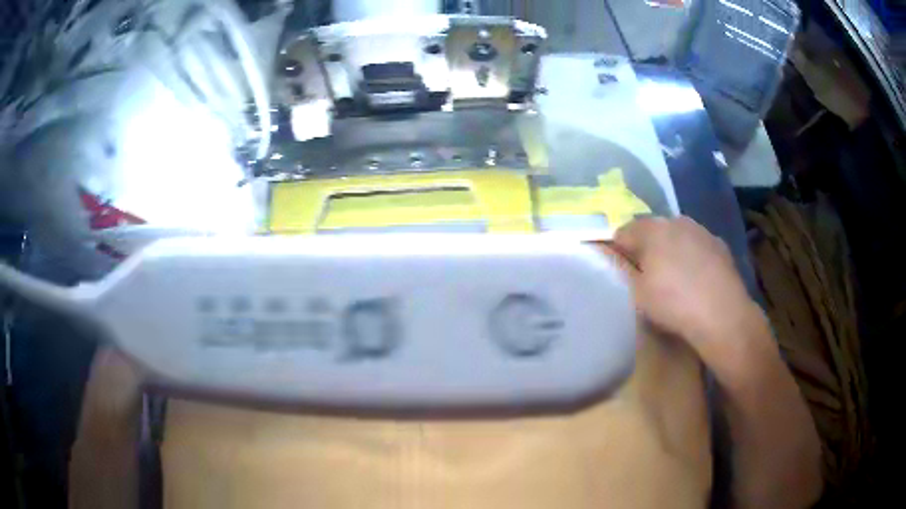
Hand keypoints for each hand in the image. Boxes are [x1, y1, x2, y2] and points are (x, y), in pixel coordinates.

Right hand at [611, 216, 762, 361]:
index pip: (623, 232)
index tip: (622, 272)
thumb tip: (604, 252)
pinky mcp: (719, 244)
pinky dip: (692, 256)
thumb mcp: (637, 293)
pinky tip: (696, 279)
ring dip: (670, 250)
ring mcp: (701, 230)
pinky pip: (697, 245)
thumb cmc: (674, 304)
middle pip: (651, 230)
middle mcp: (676, 221)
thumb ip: (619, 268)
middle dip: (646, 248)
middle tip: (647, 276)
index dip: (619, 251)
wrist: (722, 315)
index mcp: (651, 230)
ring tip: (674, 278)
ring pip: (676, 236)